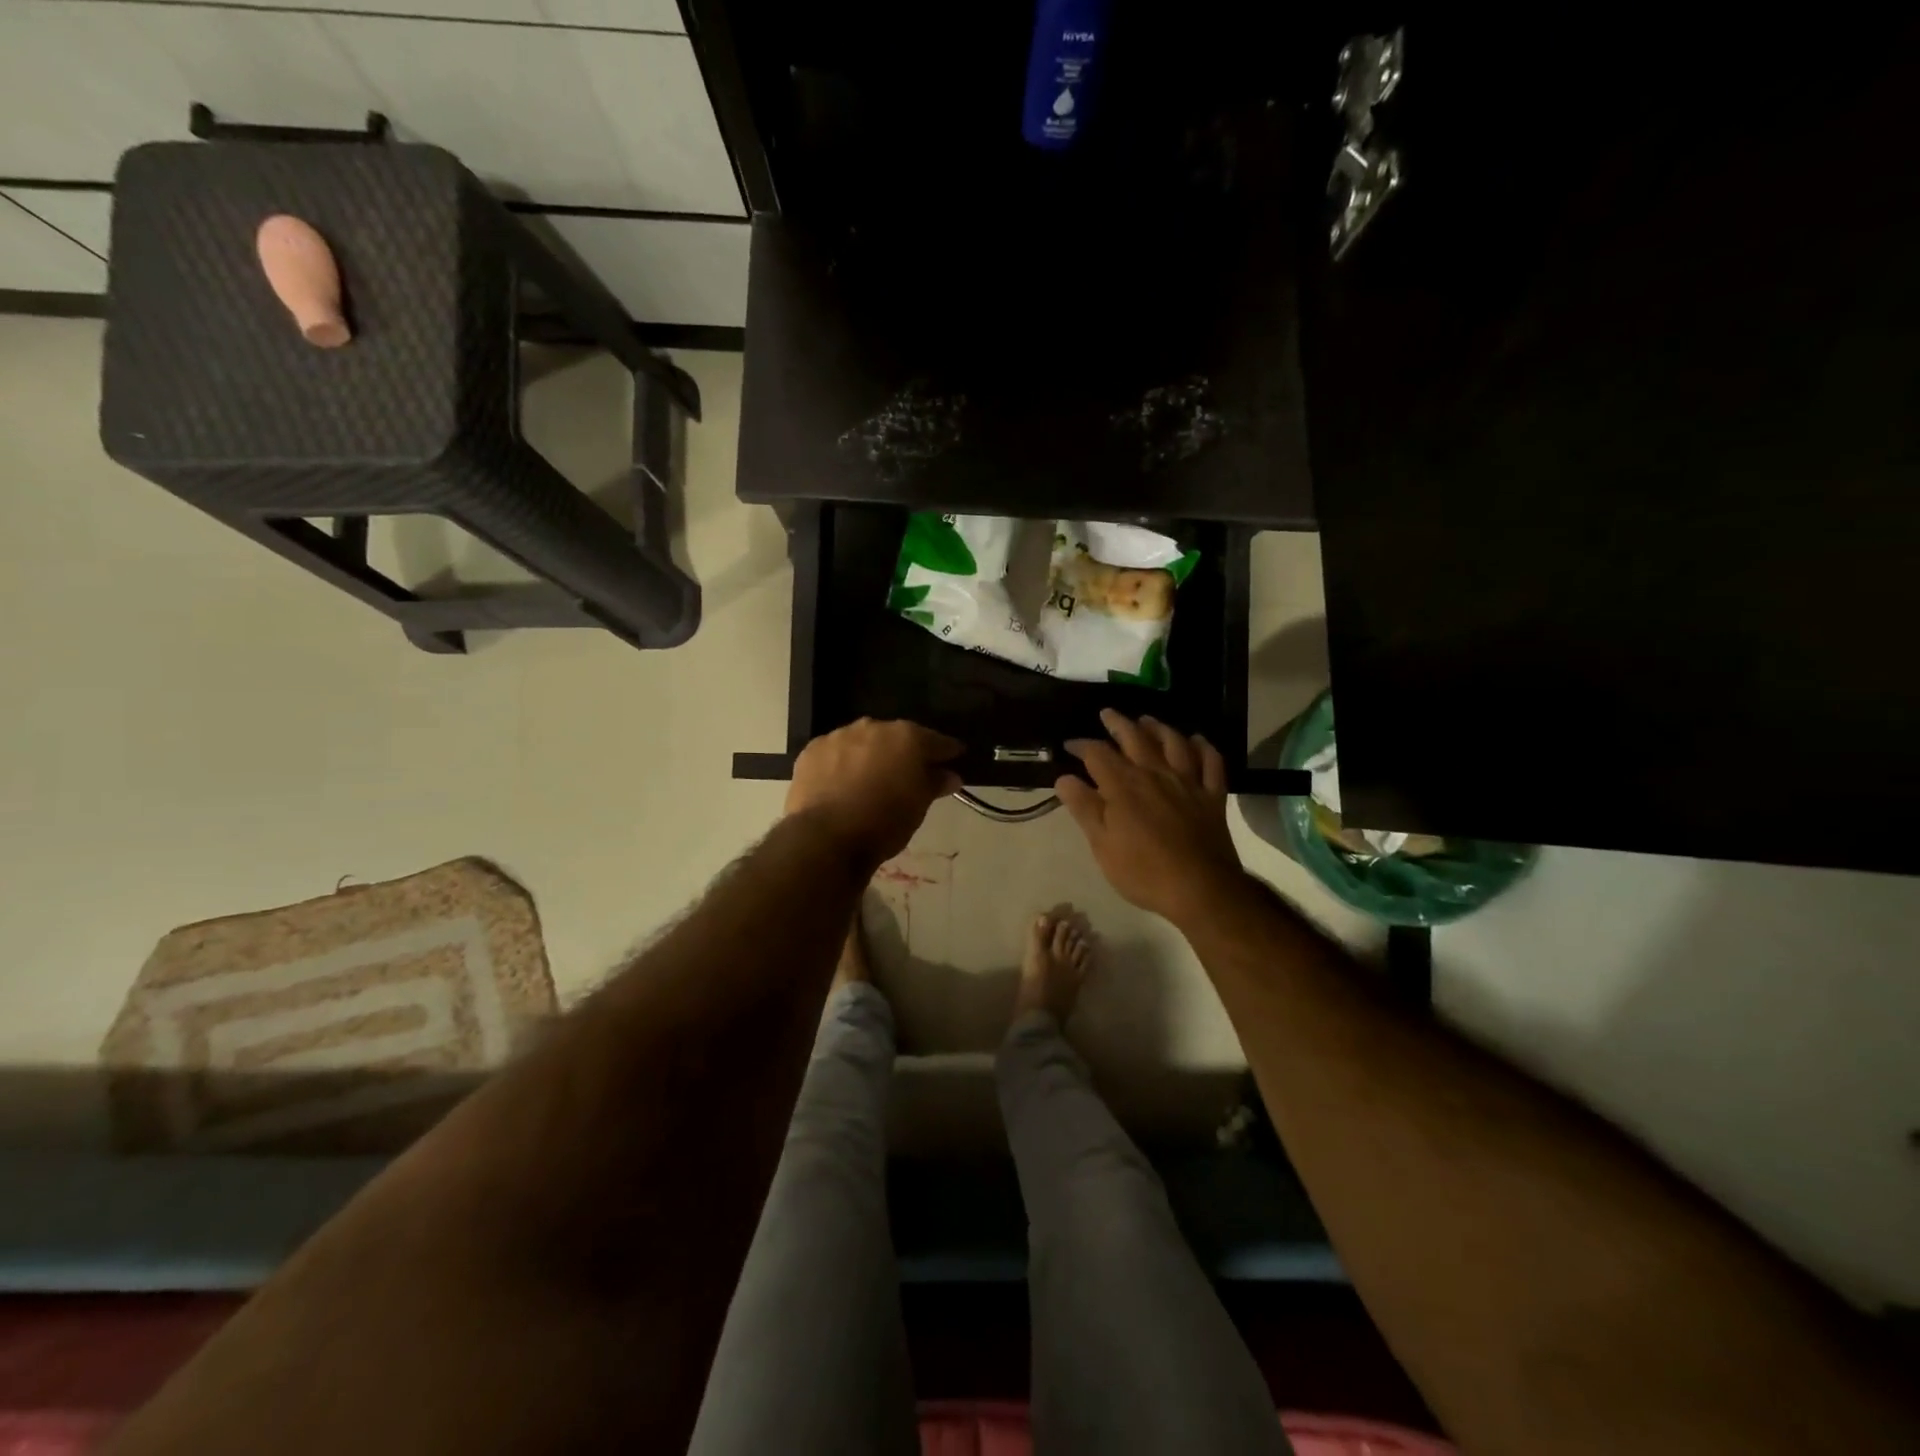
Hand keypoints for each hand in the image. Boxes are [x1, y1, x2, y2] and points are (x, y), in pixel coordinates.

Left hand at [786, 718, 963, 866]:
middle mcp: (873, 727)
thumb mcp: (918, 806)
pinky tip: (842, 782)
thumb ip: (934, 783)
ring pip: (862, 742)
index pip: (935, 740)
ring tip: (871, 778)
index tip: (954, 757)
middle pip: (896, 737)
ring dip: (870, 755)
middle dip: (904, 751)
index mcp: (906, 737)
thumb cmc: (884, 821)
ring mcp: (839, 736)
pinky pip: (835, 753)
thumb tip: (950, 775)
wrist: (826, 837)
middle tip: (909, 771)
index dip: (946, 751)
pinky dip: (842, 764)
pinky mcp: (811, 751)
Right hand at [1056, 710, 1250, 928]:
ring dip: (1158, 727)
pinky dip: (1203, 747)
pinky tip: (1196, 741)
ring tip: (1147, 720)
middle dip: (1118, 723)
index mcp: (1123, 786)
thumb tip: (1064, 778)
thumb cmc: (1142, 871)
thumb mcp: (1102, 845)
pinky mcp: (1212, 796)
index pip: (1097, 754)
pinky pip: (1211, 762)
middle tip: (1107, 713)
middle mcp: (1155, 774)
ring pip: (1173, 742)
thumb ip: (1084, 808)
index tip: (1070, 745)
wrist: (1199, 888)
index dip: (1081, 745)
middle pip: (1135, 737)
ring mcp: (1187, 782)